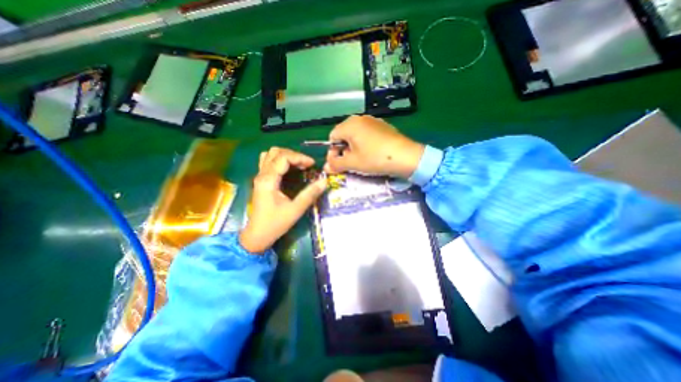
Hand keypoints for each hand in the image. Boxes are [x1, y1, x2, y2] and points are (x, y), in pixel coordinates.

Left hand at [238, 147, 325, 253]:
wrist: (257, 235)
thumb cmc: (275, 224)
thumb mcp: (295, 210)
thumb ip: (310, 194)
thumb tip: (325, 181)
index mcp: (268, 180)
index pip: (283, 157)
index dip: (300, 157)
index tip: (312, 164)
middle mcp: (262, 175)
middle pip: (275, 152)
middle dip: (293, 155)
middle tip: (306, 164)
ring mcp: (259, 177)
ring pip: (270, 155)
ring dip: (285, 156)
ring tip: (298, 164)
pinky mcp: (260, 181)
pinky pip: (268, 162)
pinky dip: (279, 160)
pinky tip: (288, 169)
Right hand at [325, 114, 424, 178]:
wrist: (405, 156)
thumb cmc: (374, 158)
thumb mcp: (353, 163)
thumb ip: (336, 164)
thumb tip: (325, 167)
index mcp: (349, 125)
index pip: (332, 137)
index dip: (333, 152)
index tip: (338, 164)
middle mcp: (359, 118)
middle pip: (343, 134)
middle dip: (343, 149)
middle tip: (349, 162)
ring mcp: (372, 120)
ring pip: (355, 134)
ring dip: (353, 147)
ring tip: (361, 159)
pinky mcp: (382, 125)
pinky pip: (367, 133)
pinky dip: (364, 143)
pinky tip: (372, 153)